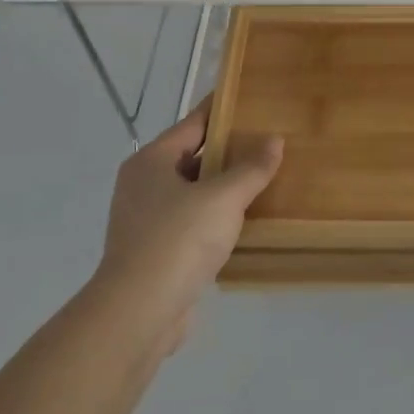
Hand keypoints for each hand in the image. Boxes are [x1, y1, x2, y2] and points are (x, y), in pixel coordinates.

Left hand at [96, 97, 283, 352]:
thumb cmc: (178, 240)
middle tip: (268, 142)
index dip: (222, 111)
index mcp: (151, 161)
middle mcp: (143, 185)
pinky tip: (245, 222)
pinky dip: (215, 219)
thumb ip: (251, 168)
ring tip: (264, 180)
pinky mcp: (155, 253)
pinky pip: (192, 224)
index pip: (193, 124)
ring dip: (224, 189)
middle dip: (228, 152)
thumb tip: (274, 140)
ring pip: (193, 193)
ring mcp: (146, 221)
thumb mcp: (223, 197)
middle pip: (192, 158)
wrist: (139, 313)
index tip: (250, 100)